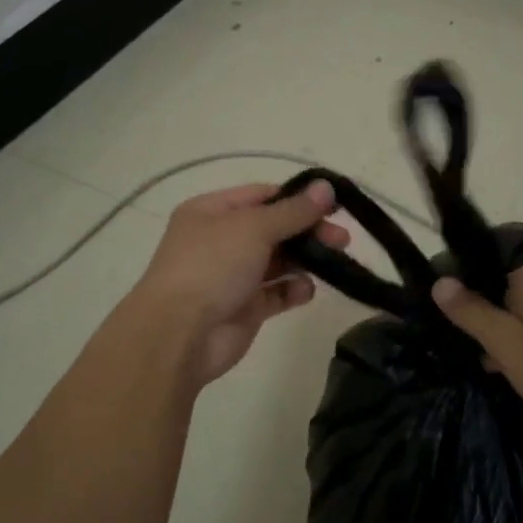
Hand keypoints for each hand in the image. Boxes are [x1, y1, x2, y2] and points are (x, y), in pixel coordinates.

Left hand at [130, 180, 348, 386]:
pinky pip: (276, 293)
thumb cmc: (211, 266)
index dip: (297, 198)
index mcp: (211, 212)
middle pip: (274, 228)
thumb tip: (326, 187)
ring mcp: (232, 276)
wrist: (179, 335)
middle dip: (308, 230)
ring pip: (278, 260)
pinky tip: (305, 290)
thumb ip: (293, 210)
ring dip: (305, 259)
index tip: (333, 205)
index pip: (262, 196)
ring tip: (335, 261)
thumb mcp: (253, 227)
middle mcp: (220, 240)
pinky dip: (293, 289)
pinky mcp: (244, 308)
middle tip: (343, 239)